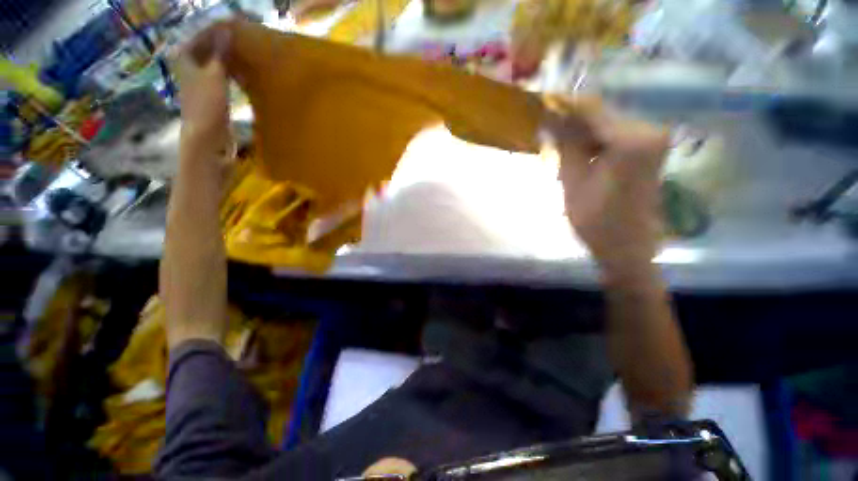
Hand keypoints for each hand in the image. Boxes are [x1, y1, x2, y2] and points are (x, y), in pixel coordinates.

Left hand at [174, 27, 232, 154]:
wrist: (207, 137)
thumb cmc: (207, 105)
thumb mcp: (215, 75)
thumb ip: (221, 53)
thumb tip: (227, 29)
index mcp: (184, 58)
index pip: (201, 37)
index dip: (217, 31)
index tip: (236, 28)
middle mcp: (189, 67)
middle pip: (207, 49)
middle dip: (224, 45)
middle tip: (243, 41)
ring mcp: (200, 82)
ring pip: (215, 63)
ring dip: (229, 59)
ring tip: (246, 55)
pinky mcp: (211, 95)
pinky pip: (221, 76)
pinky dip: (231, 72)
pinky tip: (243, 74)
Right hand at [545, 97, 668, 277]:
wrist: (627, 247)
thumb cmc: (595, 220)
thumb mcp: (572, 181)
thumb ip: (564, 145)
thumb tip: (549, 119)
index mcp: (630, 139)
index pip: (591, 109)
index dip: (563, 104)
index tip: (541, 101)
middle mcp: (648, 131)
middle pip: (602, 114)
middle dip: (571, 118)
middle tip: (545, 124)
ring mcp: (652, 140)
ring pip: (607, 124)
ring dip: (581, 130)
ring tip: (556, 138)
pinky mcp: (649, 150)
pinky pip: (616, 136)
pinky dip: (594, 139)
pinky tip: (577, 148)